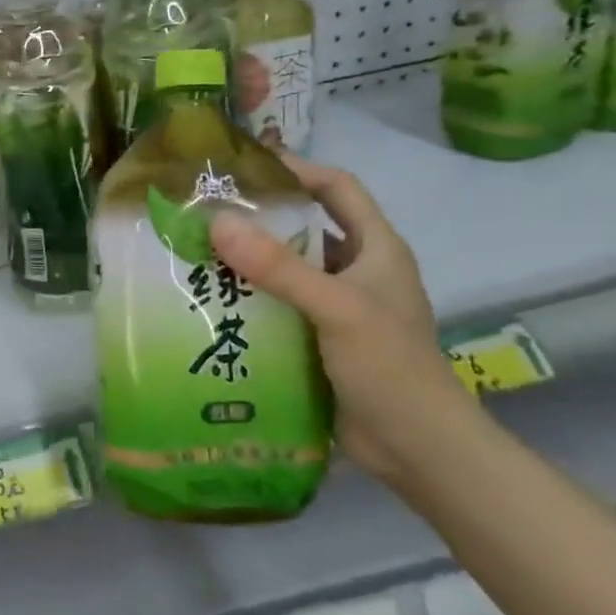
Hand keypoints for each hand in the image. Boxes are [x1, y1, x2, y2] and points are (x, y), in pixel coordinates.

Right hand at [210, 158, 469, 484]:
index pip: (338, 189)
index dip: (299, 170)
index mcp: (376, 249)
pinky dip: (250, 302)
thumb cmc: (389, 366)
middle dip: (259, 220)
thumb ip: (279, 267)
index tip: (247, 166)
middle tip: (206, 213)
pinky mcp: (319, 340)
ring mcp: (337, 308)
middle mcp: (356, 271)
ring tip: (198, 255)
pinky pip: (279, 308)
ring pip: (287, 271)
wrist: (417, 448)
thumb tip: (218, 223)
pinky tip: (213, 304)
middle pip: (306, 228)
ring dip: (249, 263)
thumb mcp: (337, 308)